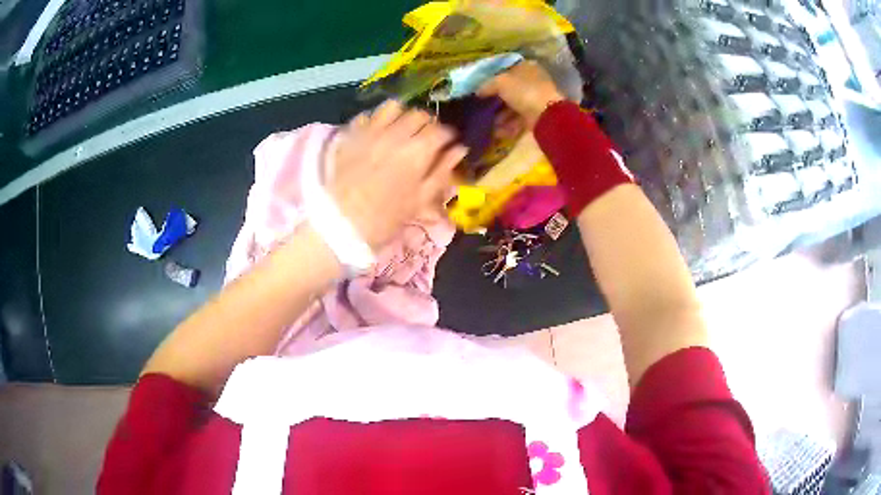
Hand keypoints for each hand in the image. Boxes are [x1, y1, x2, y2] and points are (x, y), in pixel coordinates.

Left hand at [329, 100, 466, 249]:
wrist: (341, 221)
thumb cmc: (386, 216)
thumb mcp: (421, 200)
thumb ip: (442, 171)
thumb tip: (460, 150)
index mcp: (418, 151)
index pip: (441, 130)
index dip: (447, 137)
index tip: (446, 145)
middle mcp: (397, 133)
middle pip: (419, 114)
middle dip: (426, 123)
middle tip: (424, 138)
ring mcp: (372, 130)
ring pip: (394, 107)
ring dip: (402, 115)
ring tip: (401, 129)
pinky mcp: (352, 133)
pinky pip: (369, 114)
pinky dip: (377, 119)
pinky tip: (378, 132)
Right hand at [477, 61, 564, 128]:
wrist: (546, 116)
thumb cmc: (524, 91)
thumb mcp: (500, 82)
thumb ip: (487, 85)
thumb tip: (477, 91)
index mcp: (526, 67)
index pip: (506, 70)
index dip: (492, 78)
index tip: (480, 88)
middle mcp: (532, 81)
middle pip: (509, 90)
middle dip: (495, 100)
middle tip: (482, 107)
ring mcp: (535, 99)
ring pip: (513, 106)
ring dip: (500, 116)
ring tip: (489, 123)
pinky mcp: (536, 116)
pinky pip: (519, 119)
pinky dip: (509, 125)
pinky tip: (498, 132)